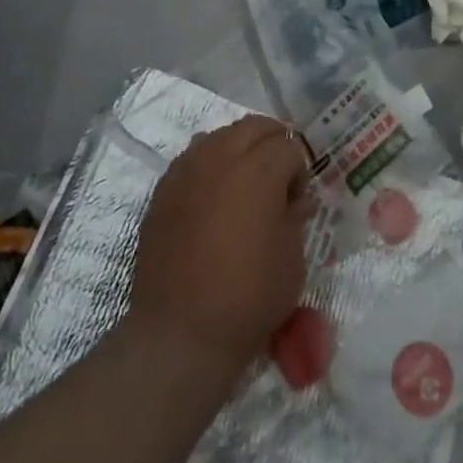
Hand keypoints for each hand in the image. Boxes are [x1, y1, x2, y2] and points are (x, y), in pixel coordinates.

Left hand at [130, 116, 312, 376]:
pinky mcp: (163, 191)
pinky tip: (213, 196)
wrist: (179, 335)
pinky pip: (192, 159)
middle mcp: (221, 157)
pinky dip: (209, 164)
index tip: (297, 201)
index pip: (288, 147)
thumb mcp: (291, 260)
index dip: (299, 171)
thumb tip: (297, 200)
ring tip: (245, 183)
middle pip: (254, 127)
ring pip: (220, 136)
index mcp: (259, 170)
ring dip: (239, 148)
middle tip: (279, 177)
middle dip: (273, 143)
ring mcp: (187, 171)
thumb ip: (296, 218)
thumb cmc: (247, 298)